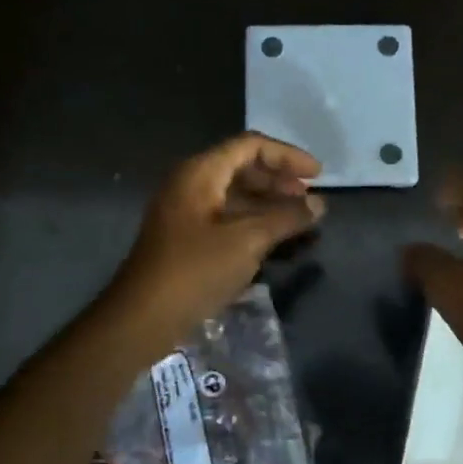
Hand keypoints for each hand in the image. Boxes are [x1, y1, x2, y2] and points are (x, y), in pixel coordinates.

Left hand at [107, 132, 325, 350]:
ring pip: (235, 194)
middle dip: (279, 179)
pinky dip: (253, 221)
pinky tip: (276, 238)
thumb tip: (319, 205)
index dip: (287, 156)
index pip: (250, 146)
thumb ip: (286, 218)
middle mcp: (190, 183)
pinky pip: (226, 216)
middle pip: (242, 167)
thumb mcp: (247, 241)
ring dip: (269, 202)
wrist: (143, 317)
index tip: (317, 175)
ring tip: (300, 219)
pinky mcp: (186, 237)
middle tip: (310, 199)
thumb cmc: (196, 271)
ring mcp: (186, 211)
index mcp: (200, 173)